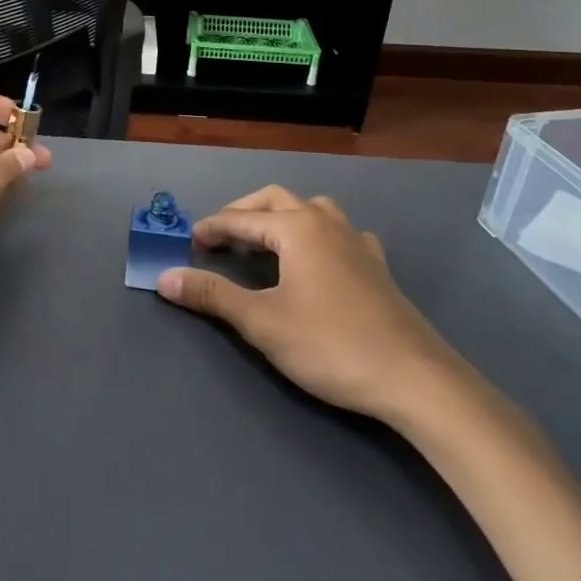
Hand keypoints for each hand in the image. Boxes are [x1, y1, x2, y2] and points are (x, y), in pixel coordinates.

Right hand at [156, 186, 472, 424]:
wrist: (416, 380)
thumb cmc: (331, 345)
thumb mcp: (261, 322)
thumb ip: (212, 295)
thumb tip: (165, 277)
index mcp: (297, 228)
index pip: (241, 218)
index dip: (210, 228)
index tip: (187, 244)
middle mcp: (327, 223)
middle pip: (276, 199)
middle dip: (243, 212)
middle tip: (219, 237)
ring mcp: (358, 242)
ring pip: (312, 210)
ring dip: (281, 217)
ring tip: (264, 242)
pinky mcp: (378, 267)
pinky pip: (340, 233)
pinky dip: (316, 235)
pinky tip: (317, 261)